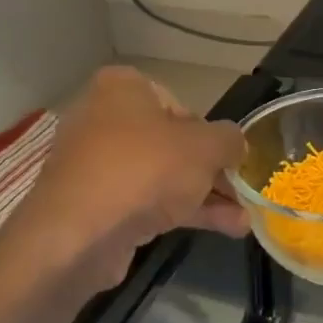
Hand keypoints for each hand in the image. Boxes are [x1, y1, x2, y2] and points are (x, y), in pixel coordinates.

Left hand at [0, 66, 247, 292]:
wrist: (80, 234)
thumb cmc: (145, 169)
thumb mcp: (205, 148)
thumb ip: (229, 140)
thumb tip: (236, 143)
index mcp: (122, 88)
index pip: (178, 103)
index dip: (208, 132)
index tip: (228, 157)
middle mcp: (102, 119)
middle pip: (171, 144)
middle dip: (211, 172)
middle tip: (240, 192)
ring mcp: (95, 165)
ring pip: (161, 176)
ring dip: (204, 198)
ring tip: (242, 222)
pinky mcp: (95, 204)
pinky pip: (145, 201)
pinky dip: (180, 213)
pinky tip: (222, 230)